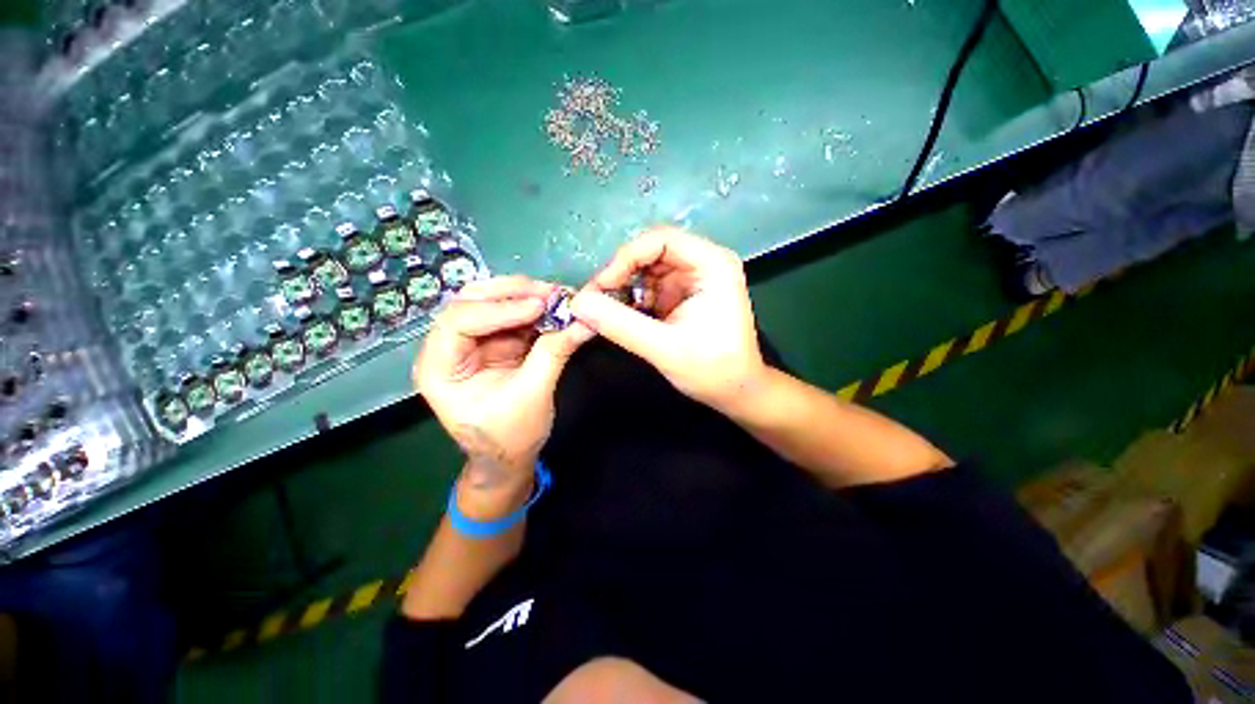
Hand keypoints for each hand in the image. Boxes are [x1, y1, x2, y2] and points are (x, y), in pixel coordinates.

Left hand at [414, 277, 592, 514]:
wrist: (509, 457)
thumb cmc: (510, 436)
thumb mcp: (533, 396)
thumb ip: (553, 354)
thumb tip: (583, 322)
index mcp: (439, 367)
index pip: (459, 322)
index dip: (499, 309)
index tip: (538, 306)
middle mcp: (449, 348)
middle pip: (471, 303)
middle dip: (512, 294)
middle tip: (549, 292)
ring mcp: (473, 343)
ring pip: (492, 303)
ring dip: (526, 297)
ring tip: (557, 296)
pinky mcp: (495, 343)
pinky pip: (513, 318)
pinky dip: (535, 311)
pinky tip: (555, 308)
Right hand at [570, 227, 766, 413]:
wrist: (737, 393)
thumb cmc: (713, 370)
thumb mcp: (664, 348)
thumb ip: (620, 324)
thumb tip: (578, 303)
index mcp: (711, 264)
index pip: (660, 240)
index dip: (624, 258)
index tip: (599, 287)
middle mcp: (702, 264)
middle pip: (649, 254)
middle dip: (619, 276)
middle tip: (593, 302)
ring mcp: (690, 280)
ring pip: (644, 273)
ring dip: (621, 292)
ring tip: (601, 315)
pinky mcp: (680, 297)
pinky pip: (647, 290)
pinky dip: (629, 304)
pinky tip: (617, 320)